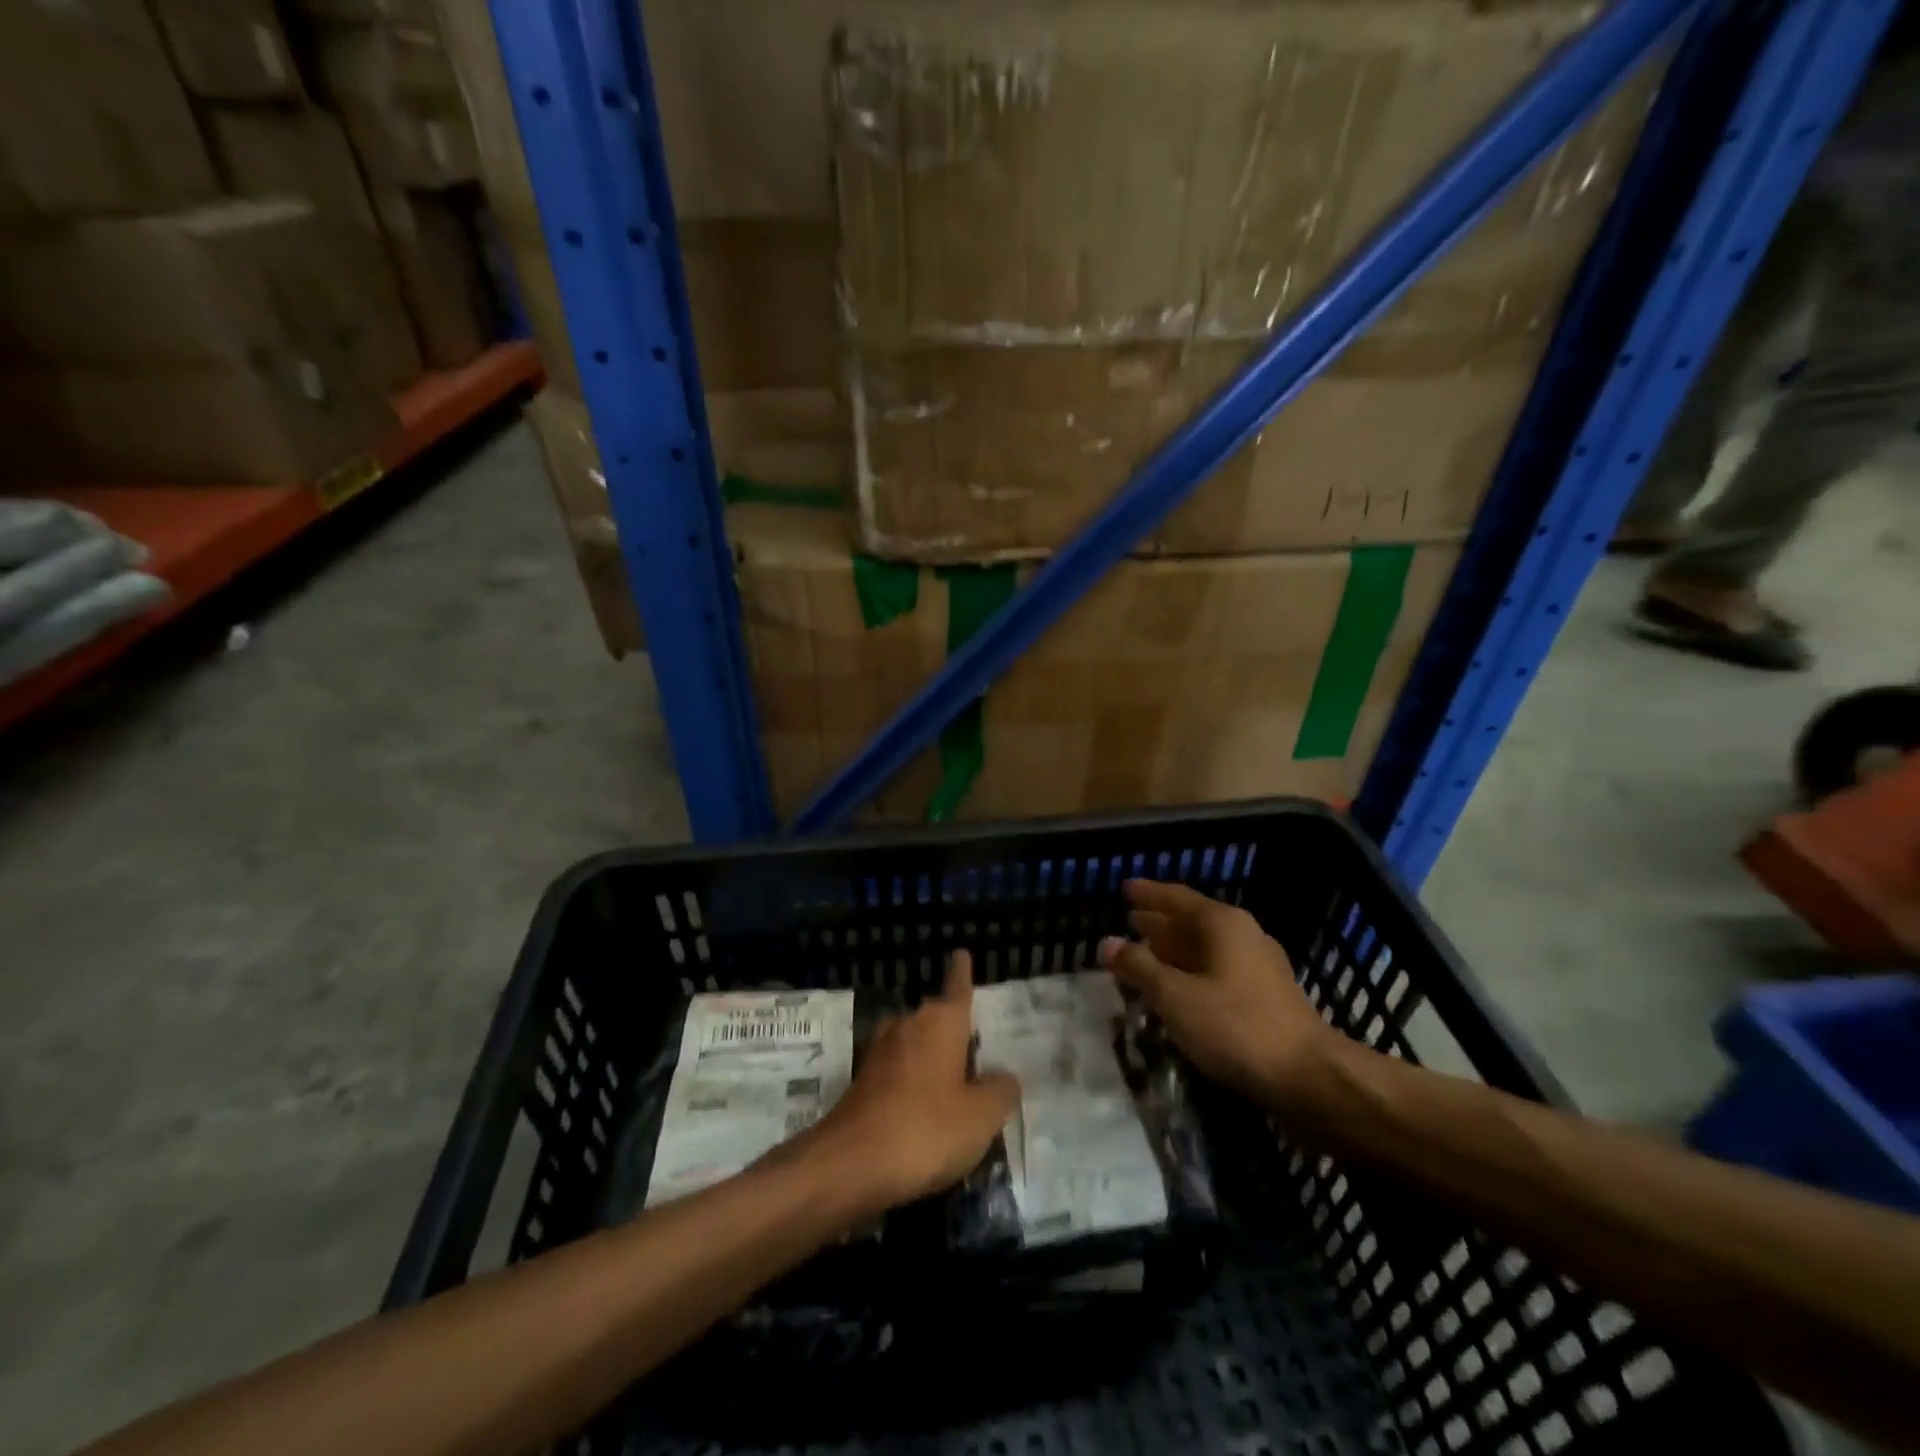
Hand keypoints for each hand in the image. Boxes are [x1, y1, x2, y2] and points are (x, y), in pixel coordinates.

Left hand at [801, 950, 1019, 1212]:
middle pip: (936, 1017)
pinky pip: (897, 1071)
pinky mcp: (861, 1080)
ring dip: (930, 1058)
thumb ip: (1000, 1091)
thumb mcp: (981, 1117)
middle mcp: (908, 1024)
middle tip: (975, 1051)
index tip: (961, 953)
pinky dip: (912, 1083)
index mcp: (941, 1021)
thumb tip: (1004, 1077)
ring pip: (914, 1044)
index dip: (961, 972)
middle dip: (952, 1030)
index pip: (957, 987)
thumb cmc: (927, 1129)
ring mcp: (879, 1051)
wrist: (851, 1164)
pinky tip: (922, 1112)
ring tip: (953, 1085)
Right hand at [1100, 879, 1333, 1105]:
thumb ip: (1139, 967)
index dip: (1148, 894)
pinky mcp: (1266, 995)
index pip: (1176, 898)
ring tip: (1144, 955)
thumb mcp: (1176, 996)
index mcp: (1222, 924)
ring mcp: (1259, 965)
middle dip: (1159, 923)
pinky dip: (1191, 972)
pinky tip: (1177, 989)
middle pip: (1192, 921)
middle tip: (1128, 921)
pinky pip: (1217, 970)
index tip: (1125, 888)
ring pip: (1205, 949)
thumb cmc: (1235, 1026)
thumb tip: (1107, 943)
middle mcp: (1243, 935)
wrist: (1308, 1076)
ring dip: (1174, 951)